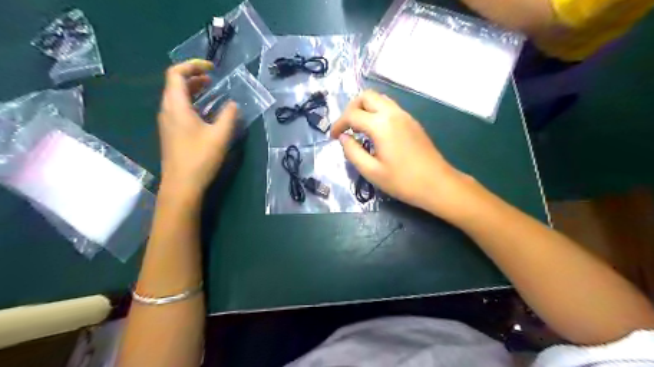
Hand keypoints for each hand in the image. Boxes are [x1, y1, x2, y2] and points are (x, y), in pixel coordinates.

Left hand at [157, 59, 238, 197]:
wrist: (181, 185)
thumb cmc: (200, 158)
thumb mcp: (220, 135)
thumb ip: (229, 116)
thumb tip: (234, 104)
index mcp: (176, 106)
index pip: (176, 73)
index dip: (193, 65)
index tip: (212, 68)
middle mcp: (167, 110)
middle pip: (175, 84)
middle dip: (194, 76)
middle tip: (214, 79)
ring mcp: (167, 122)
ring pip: (176, 97)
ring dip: (193, 90)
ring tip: (212, 92)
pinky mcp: (171, 132)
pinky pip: (179, 109)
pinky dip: (192, 103)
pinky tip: (206, 113)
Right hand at [332, 91, 476, 215]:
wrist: (437, 184)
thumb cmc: (402, 181)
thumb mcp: (371, 171)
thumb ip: (352, 152)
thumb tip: (344, 137)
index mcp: (381, 125)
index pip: (352, 114)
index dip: (338, 124)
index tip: (333, 137)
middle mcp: (393, 113)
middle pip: (366, 96)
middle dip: (351, 109)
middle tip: (346, 128)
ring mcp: (405, 115)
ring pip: (379, 99)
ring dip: (365, 108)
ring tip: (359, 129)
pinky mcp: (412, 122)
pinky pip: (390, 107)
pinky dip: (377, 112)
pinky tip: (375, 132)